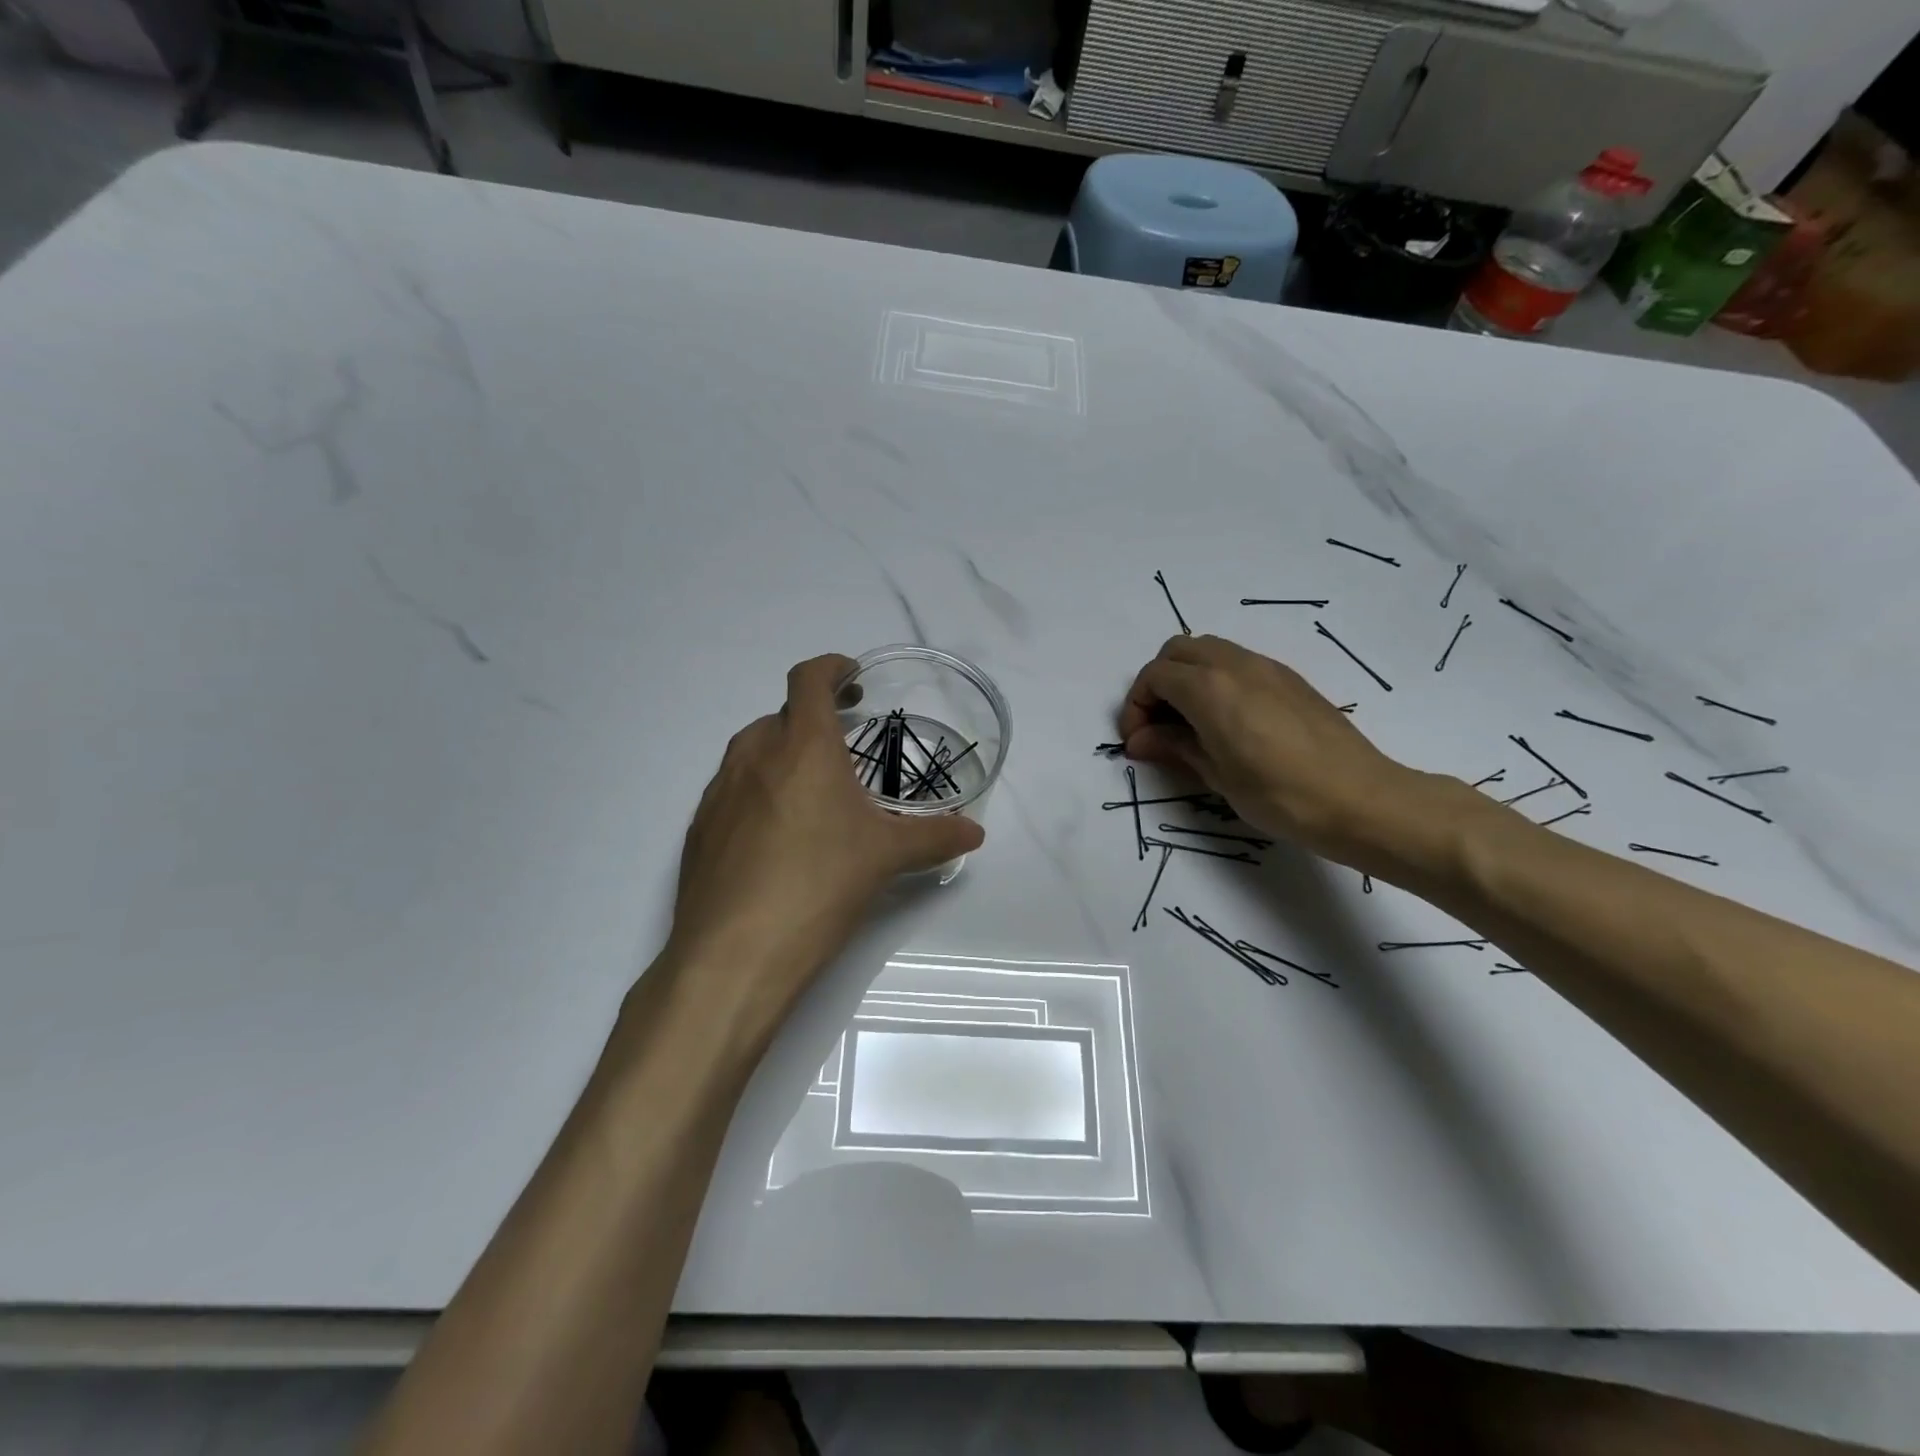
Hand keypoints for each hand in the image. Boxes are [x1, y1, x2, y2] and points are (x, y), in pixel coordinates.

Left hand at [664, 654, 984, 1019]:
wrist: (735, 953)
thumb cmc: (820, 884)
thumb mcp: (887, 857)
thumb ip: (935, 837)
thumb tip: (975, 832)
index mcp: (802, 746)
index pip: (809, 679)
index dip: (832, 668)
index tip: (853, 679)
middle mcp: (753, 756)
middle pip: (780, 716)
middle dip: (812, 722)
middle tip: (842, 751)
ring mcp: (718, 792)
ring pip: (751, 752)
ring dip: (781, 756)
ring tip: (809, 795)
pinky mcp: (698, 829)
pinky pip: (730, 791)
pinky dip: (755, 794)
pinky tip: (774, 838)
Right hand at [1118, 635, 1429, 867]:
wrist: (1361, 799)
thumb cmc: (1280, 795)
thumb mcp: (1217, 776)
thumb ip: (1175, 747)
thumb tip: (1141, 739)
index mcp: (1210, 688)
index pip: (1154, 676)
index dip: (1136, 706)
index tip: (1138, 741)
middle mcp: (1235, 665)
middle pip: (1177, 651)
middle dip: (1158, 683)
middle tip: (1159, 726)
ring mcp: (1266, 667)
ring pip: (1209, 650)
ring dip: (1188, 678)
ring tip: (1190, 724)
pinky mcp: (1289, 678)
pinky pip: (1237, 663)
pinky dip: (1217, 680)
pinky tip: (1227, 722)